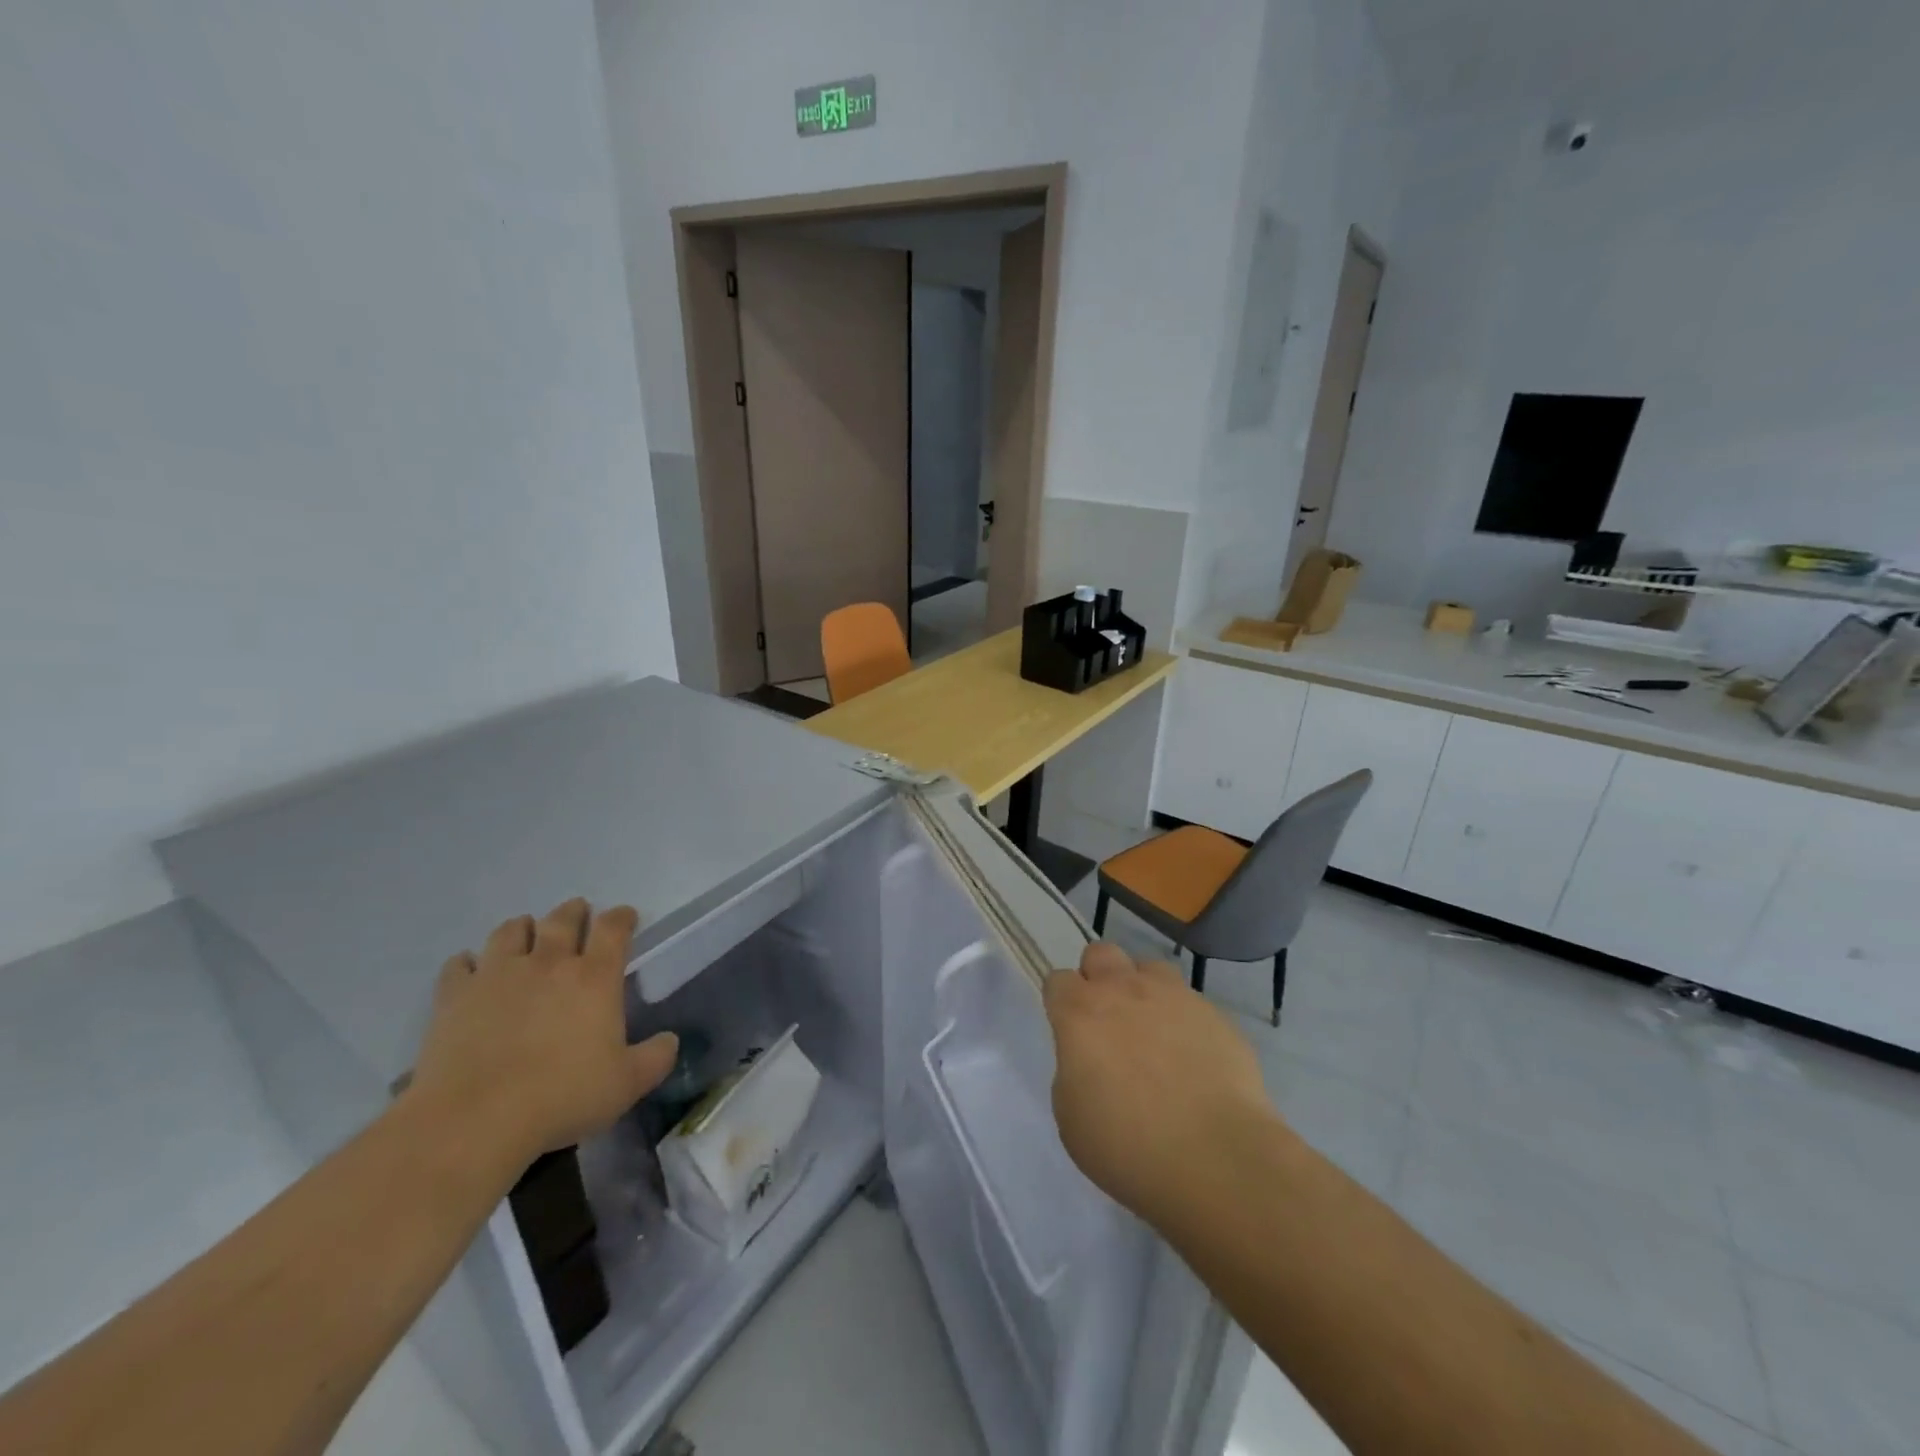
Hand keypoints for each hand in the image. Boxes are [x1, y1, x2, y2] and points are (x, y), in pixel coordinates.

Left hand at [410, 899, 677, 1165]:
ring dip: (522, 927)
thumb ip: (656, 1057)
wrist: (474, 1120)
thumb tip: (670, 1041)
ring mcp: (497, 975)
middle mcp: (548, 963)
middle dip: (574, 912)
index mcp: (595, 977)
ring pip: (510, 931)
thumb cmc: (562, 1097)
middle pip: (562, 920)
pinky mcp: (455, 996)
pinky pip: (459, 965)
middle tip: (578, 913)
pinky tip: (470, 969)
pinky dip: (468, 962)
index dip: (622, 917)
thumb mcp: (627, 1084)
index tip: (626, 917)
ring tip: (526, 933)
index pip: (613, 928)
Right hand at [1044, 942, 1279, 1227]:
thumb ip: (1073, 1071)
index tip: (1069, 1031)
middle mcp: (1124, 990)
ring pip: (1150, 969)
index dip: (1061, 1003)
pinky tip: (1194, 1060)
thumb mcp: (1071, 1117)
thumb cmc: (1128, 1147)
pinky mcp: (1215, 1015)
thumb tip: (1090, 1059)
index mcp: (1080, 1013)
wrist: (1216, 1159)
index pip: (1058, 980)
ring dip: (1144, 991)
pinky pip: (1191, 1003)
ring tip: (1154, 1033)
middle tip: (1108, 1022)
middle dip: (1099, 978)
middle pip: (1101, 953)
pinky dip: (1185, 1022)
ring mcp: (1174, 997)